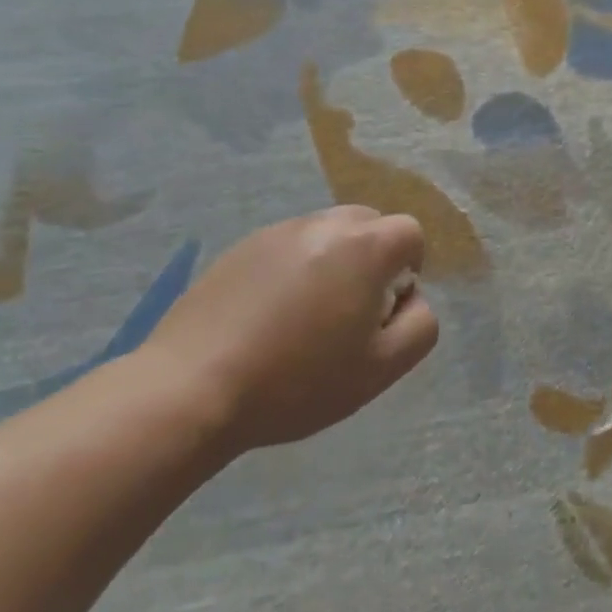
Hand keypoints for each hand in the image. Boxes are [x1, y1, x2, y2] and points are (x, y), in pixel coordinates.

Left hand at [141, 206, 437, 457]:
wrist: (192, 388)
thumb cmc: (298, 380)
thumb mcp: (381, 369)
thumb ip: (419, 326)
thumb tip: (412, 299)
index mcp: (365, 246)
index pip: (410, 232)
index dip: (409, 269)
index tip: (384, 311)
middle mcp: (325, 224)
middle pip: (369, 224)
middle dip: (372, 259)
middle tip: (350, 311)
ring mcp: (279, 231)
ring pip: (327, 233)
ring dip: (332, 262)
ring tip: (305, 317)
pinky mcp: (241, 247)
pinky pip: (287, 247)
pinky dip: (292, 270)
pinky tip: (267, 318)